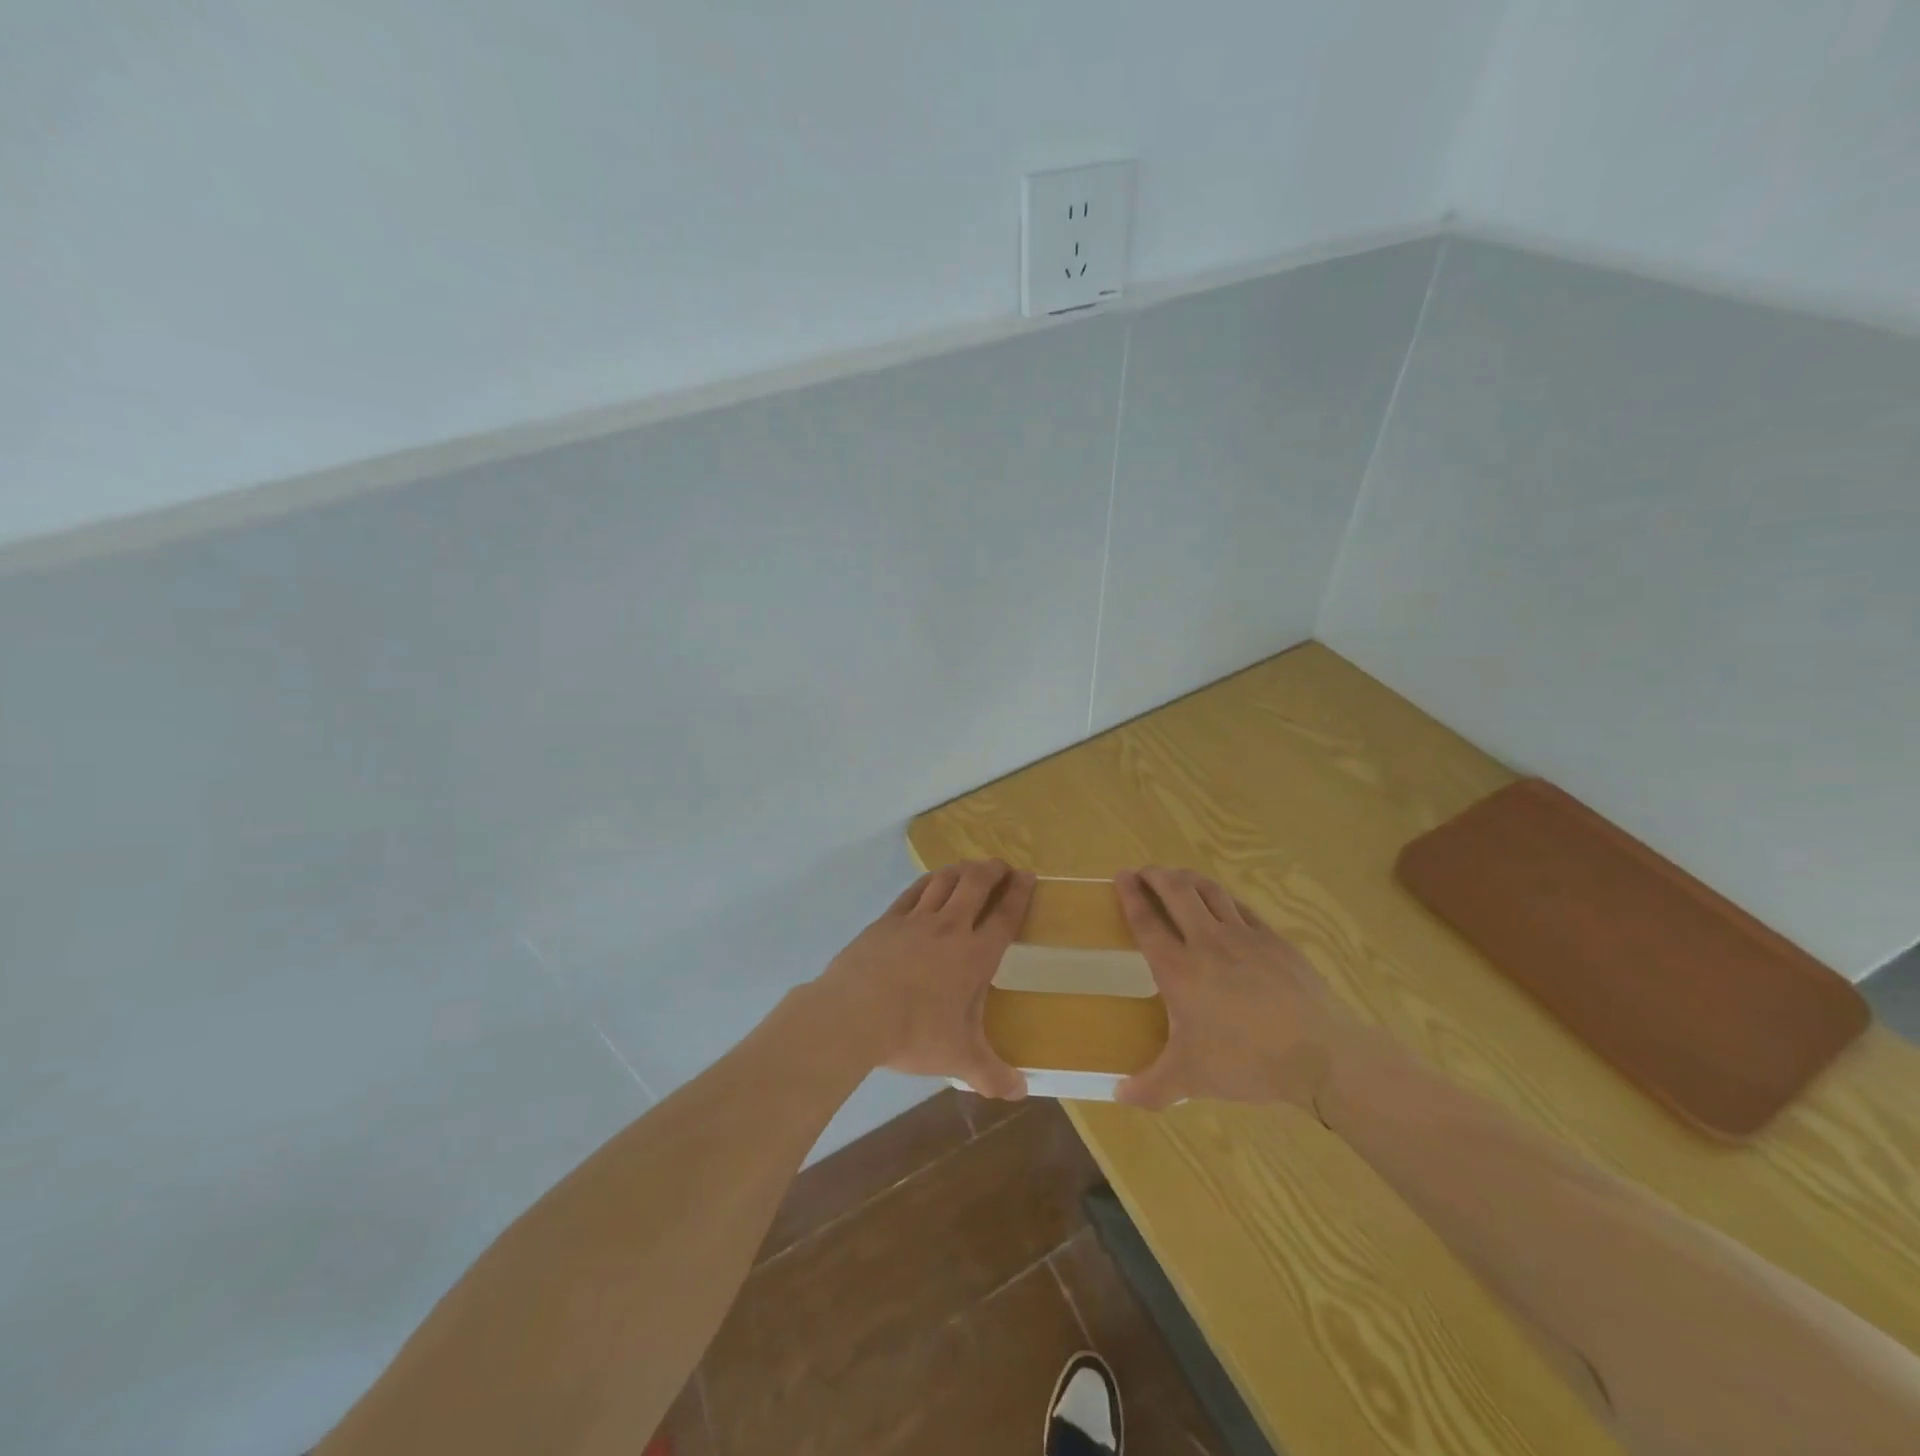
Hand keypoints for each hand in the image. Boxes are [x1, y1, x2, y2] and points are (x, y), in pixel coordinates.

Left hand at [814, 860, 1034, 1099]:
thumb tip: (1022, 1092)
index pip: (1005, 916)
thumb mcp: (959, 1059)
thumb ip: (993, 1075)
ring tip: (970, 868)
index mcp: (975, 956)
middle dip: (992, 871)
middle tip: (1001, 866)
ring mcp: (916, 920)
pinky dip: (928, 881)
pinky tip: (931, 881)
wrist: (855, 1014)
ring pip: (944, 881)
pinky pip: (913, 891)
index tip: (1027, 876)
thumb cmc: (914, 1033)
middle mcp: (950, 928)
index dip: (1019, 894)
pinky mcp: (887, 920)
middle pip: (976, 884)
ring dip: (961, 870)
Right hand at [1113, 866, 1350, 1112]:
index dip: (1130, 895)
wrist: (1320, 1054)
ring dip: (1188, 878)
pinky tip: (1222, 903)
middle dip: (1156, 875)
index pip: (1146, 921)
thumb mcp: (1191, 1079)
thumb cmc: (1246, 1062)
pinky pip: (1241, 907)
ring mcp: (1244, 936)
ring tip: (1178, 877)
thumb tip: (1118, 1097)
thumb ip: (1151, 1087)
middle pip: (1176, 891)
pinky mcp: (1274, 940)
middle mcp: (1206, 942)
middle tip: (1144, 872)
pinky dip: (1223, 898)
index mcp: (1178, 970)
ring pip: (1209, 891)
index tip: (1120, 876)